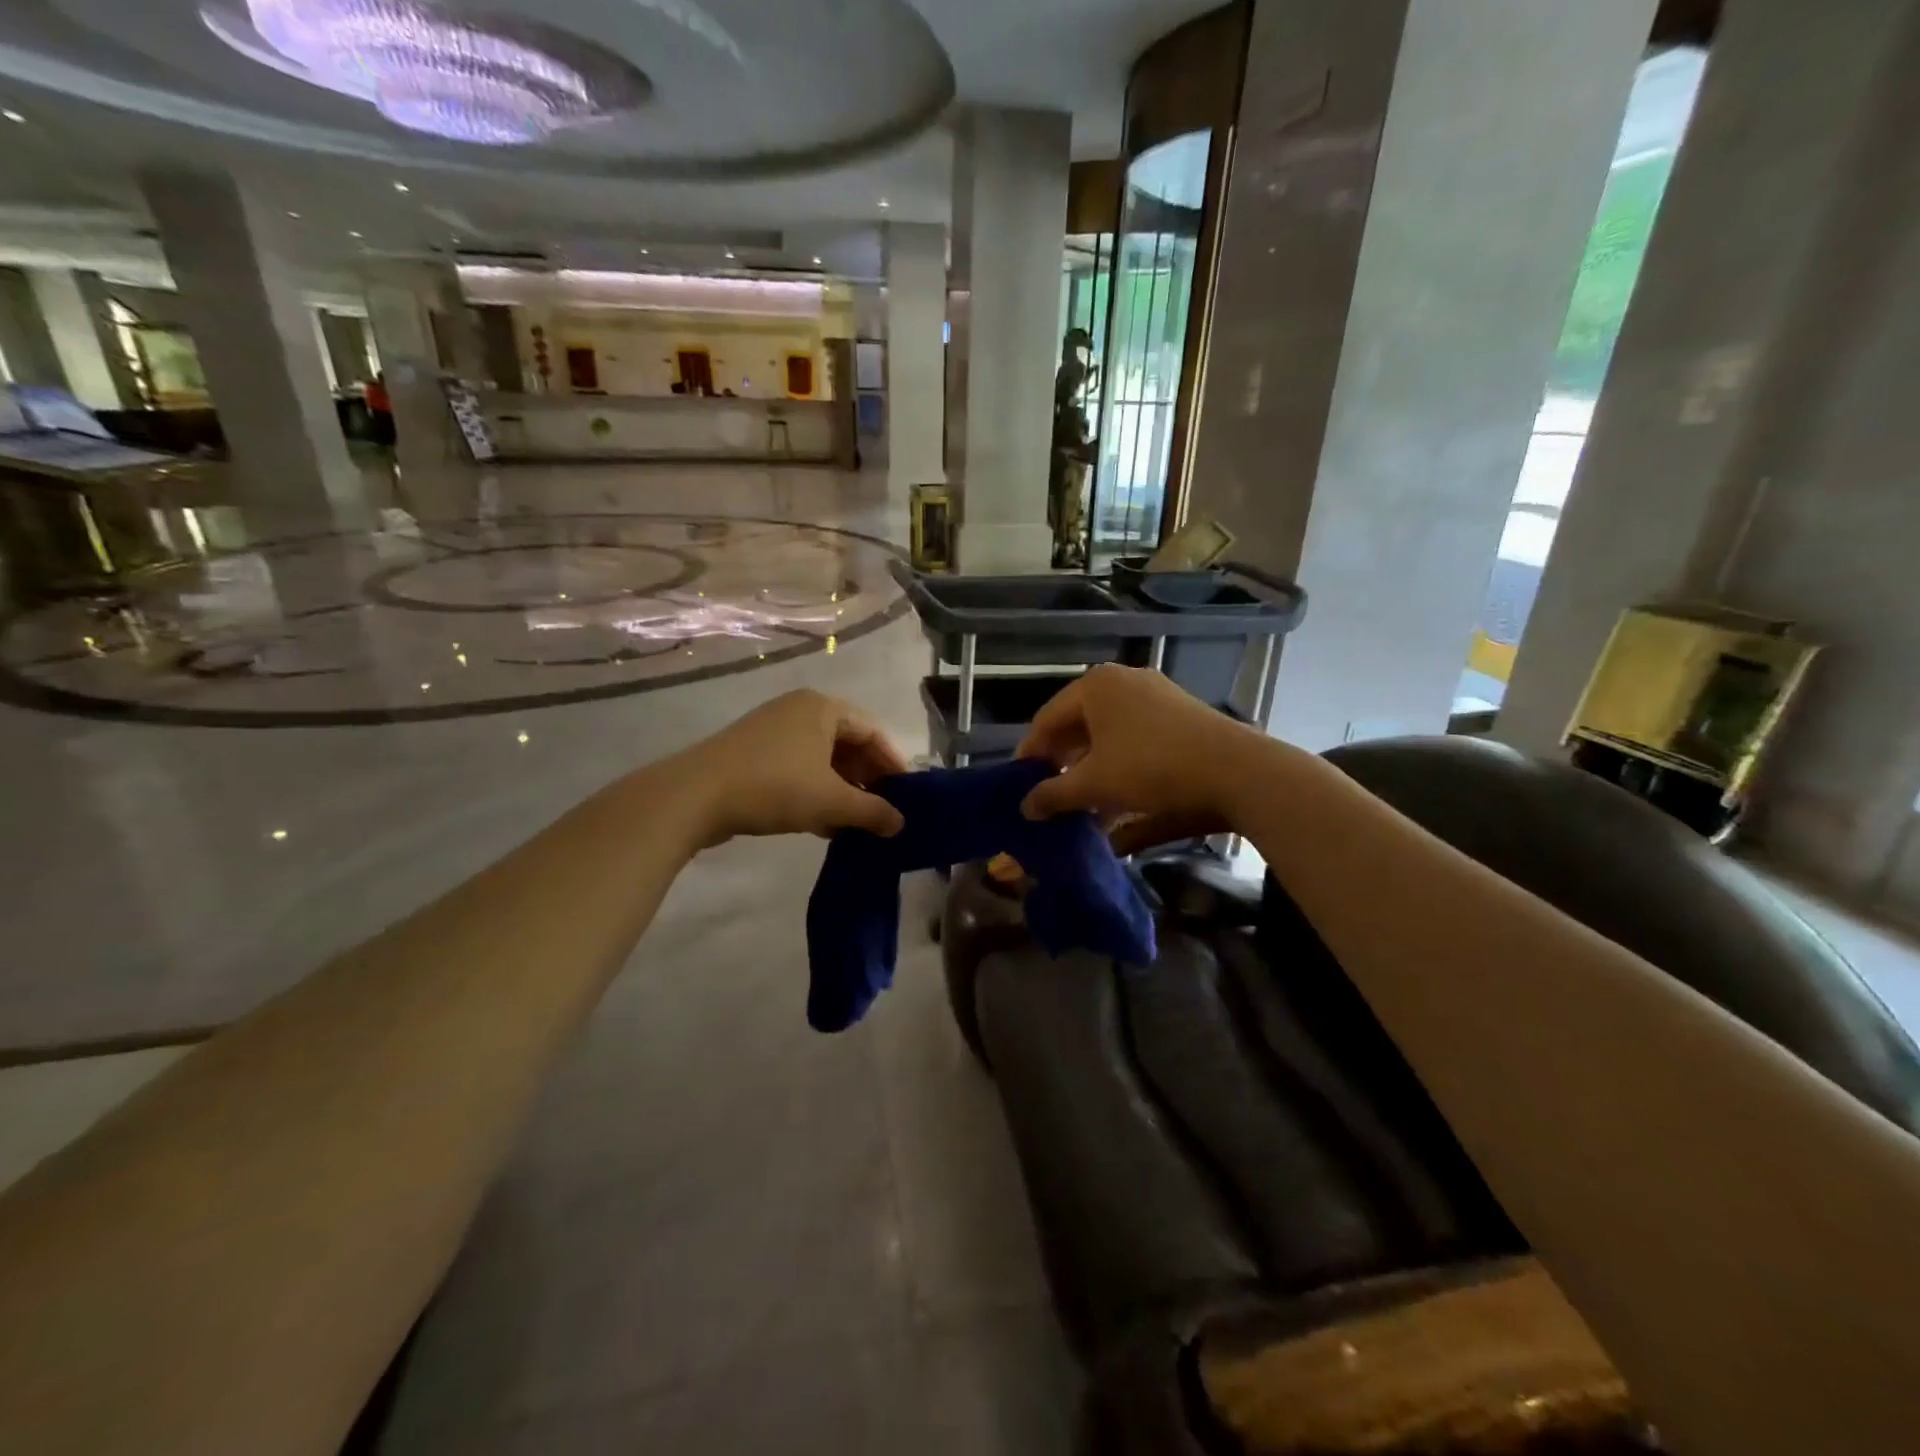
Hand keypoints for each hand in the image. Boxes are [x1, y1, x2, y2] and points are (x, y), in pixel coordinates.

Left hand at [674, 690, 908, 845]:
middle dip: (867, 779)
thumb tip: (901, 824)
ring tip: (857, 823)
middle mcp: (799, 710)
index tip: (907, 795)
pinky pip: (798, 768)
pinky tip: (825, 824)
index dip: (893, 763)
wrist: (693, 797)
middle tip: (884, 811)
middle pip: (847, 744)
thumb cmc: (774, 787)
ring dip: (842, 790)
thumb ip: (872, 812)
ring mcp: (773, 731)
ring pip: (822, 759)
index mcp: (822, 707)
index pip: (872, 731)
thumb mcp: (831, 801)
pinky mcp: (753, 754)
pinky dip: (816, 792)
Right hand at [1016, 665, 1266, 843]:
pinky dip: (1121, 767)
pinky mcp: (1181, 717)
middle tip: (1050, 795)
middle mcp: (1124, 682)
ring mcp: (1156, 696)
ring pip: (1109, 736)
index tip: (1020, 785)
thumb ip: (1053, 794)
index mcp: (1095, 686)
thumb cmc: (1151, 767)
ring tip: (1082, 807)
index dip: (1030, 754)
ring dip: (1091, 771)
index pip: (1047, 720)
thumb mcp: (1094, 785)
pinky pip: (1136, 740)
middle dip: (1063, 764)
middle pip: (1078, 726)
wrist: (1236, 770)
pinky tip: (1117, 802)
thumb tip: (1026, 807)